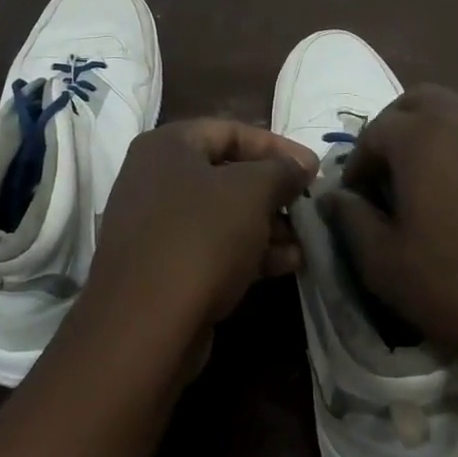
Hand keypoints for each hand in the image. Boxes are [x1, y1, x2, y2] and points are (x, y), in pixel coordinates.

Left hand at [86, 119, 317, 337]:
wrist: (144, 325)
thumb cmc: (200, 238)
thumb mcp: (251, 192)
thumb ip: (281, 170)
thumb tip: (302, 163)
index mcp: (167, 146)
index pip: (230, 131)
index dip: (277, 146)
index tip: (313, 168)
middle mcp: (155, 178)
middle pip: (227, 173)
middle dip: (273, 190)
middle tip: (309, 205)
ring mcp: (156, 225)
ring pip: (222, 214)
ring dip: (267, 225)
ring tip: (305, 240)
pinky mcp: (163, 267)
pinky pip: (212, 247)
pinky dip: (248, 251)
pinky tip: (288, 264)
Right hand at [320, 85, 457, 389]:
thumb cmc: (457, 287)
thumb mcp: (384, 264)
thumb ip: (351, 221)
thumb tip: (332, 196)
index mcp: (419, 138)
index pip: (374, 132)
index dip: (359, 164)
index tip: (356, 197)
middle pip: (422, 99)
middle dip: (399, 125)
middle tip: (392, 167)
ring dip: (451, 120)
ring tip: (442, 156)